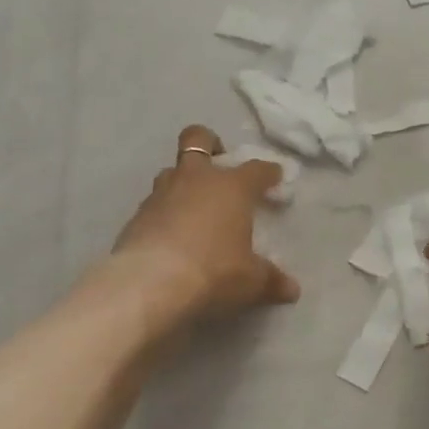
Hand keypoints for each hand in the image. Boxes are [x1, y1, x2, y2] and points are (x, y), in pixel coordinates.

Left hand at [111, 126, 301, 324]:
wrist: (150, 284)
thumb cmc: (213, 272)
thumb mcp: (250, 281)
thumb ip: (271, 280)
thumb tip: (291, 289)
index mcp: (231, 187)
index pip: (256, 169)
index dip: (268, 172)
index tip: (275, 176)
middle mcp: (195, 179)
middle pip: (198, 139)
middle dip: (210, 144)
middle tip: (218, 163)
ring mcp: (161, 194)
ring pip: (171, 171)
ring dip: (182, 182)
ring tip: (193, 206)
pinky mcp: (136, 215)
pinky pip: (154, 204)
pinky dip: (164, 213)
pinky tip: (170, 235)